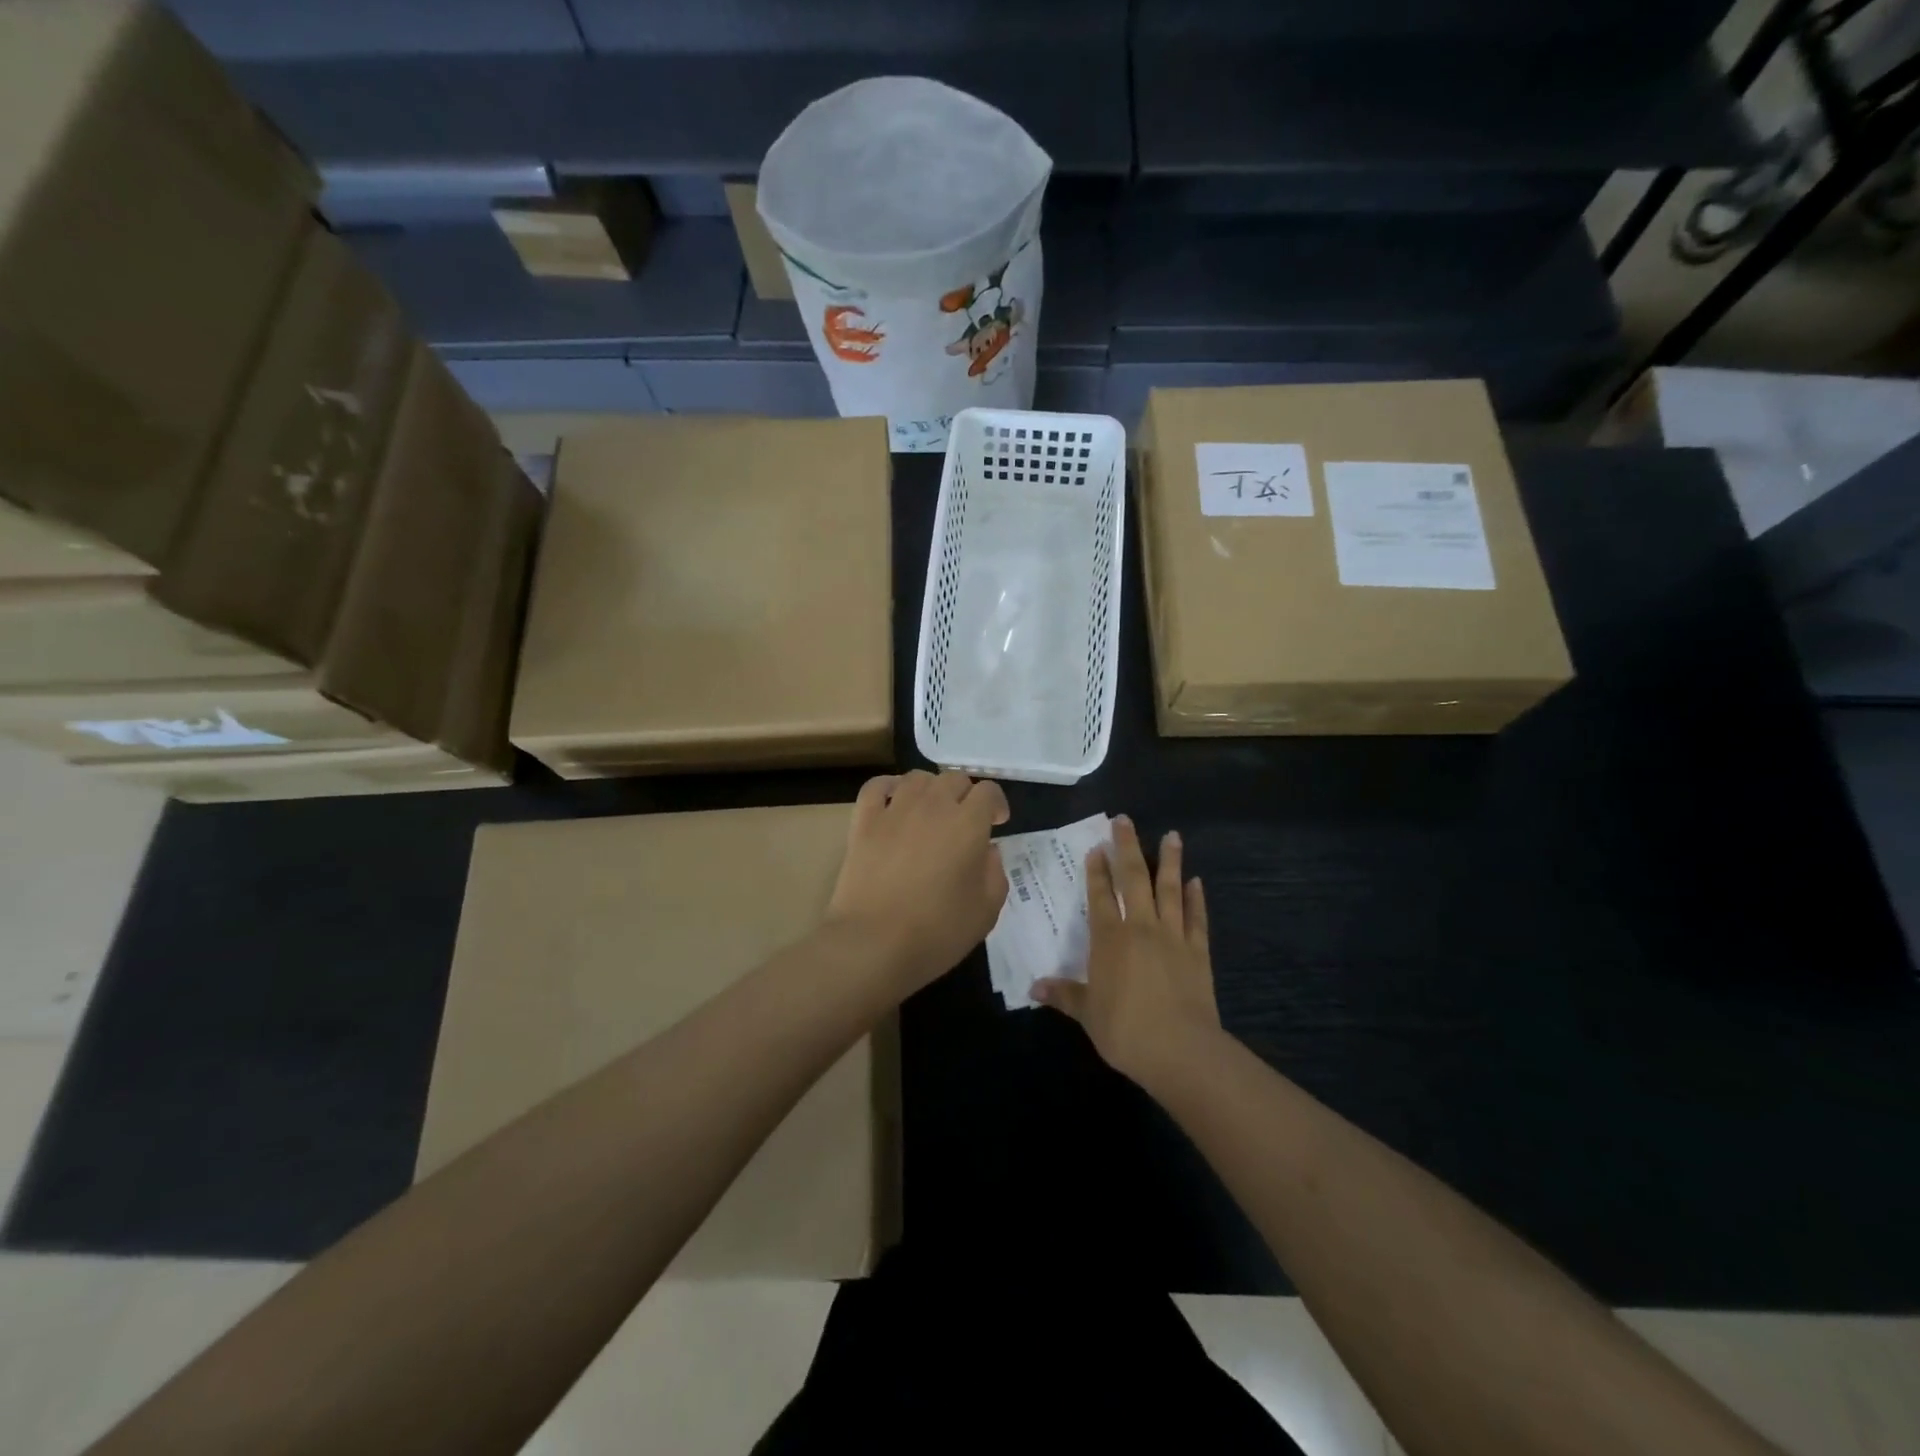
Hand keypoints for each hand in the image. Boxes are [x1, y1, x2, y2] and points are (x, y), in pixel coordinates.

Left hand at [826, 770, 1010, 994]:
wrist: (874, 944)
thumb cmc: (937, 932)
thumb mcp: (986, 911)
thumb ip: (995, 872)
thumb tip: (987, 850)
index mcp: (968, 823)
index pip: (988, 791)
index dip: (996, 804)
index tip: (996, 824)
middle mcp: (933, 806)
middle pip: (954, 779)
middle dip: (966, 795)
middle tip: (965, 822)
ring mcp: (895, 810)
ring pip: (918, 778)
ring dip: (931, 789)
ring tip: (932, 811)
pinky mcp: (864, 822)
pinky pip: (876, 787)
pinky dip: (889, 787)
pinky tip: (894, 801)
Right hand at [1034, 816, 1220, 1088]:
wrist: (1179, 1050)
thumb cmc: (1124, 1030)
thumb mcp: (1087, 1014)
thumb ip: (1064, 995)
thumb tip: (1034, 987)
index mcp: (1109, 939)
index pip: (1100, 896)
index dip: (1097, 871)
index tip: (1096, 847)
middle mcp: (1140, 928)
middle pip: (1133, 879)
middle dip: (1127, 848)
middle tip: (1125, 820)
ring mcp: (1173, 937)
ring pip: (1170, 890)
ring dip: (1170, 861)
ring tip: (1172, 835)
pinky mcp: (1198, 952)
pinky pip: (1197, 918)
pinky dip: (1197, 899)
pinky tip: (1196, 881)